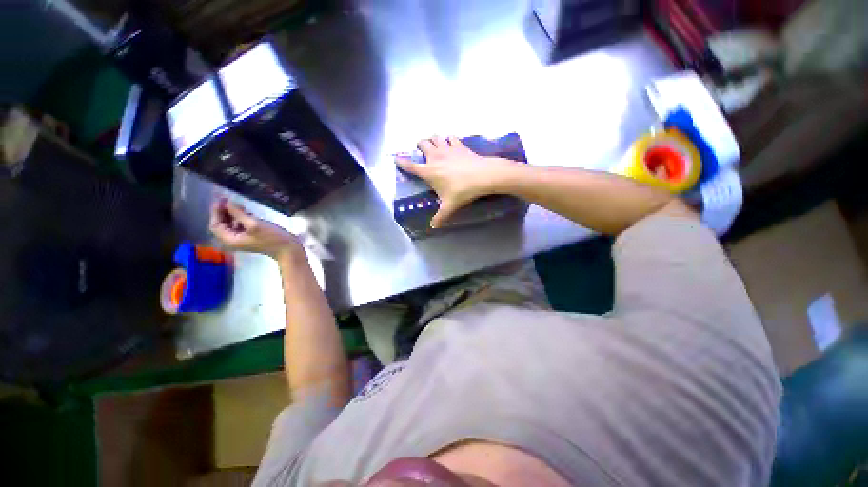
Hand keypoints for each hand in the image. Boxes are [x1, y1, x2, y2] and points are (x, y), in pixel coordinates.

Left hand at [210, 199, 302, 259]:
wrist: (288, 249)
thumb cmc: (271, 238)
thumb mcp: (254, 224)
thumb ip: (239, 213)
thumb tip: (228, 203)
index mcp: (230, 240)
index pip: (215, 225)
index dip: (216, 212)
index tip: (221, 199)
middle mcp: (233, 240)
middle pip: (221, 225)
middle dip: (223, 212)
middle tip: (228, 199)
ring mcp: (243, 239)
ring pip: (231, 224)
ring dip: (232, 214)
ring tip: (239, 205)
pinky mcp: (251, 236)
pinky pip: (240, 226)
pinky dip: (240, 218)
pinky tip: (247, 212)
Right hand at [396, 136, 518, 227]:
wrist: (482, 176)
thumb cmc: (462, 191)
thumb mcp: (449, 206)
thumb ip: (440, 216)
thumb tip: (433, 227)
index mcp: (429, 172)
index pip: (410, 166)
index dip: (401, 162)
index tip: (396, 158)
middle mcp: (435, 157)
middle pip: (422, 144)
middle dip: (420, 145)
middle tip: (422, 151)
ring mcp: (447, 149)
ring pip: (435, 136)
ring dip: (433, 139)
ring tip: (435, 145)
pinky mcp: (459, 145)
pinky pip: (451, 137)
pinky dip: (449, 139)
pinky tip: (452, 144)